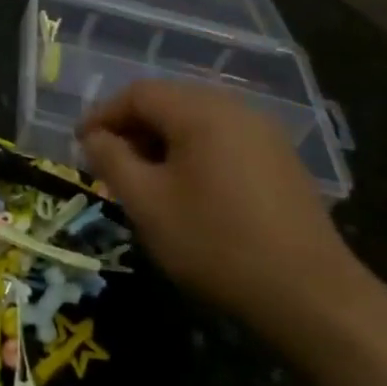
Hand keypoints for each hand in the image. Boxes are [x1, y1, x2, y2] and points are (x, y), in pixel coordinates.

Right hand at [77, 81, 367, 335]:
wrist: (307, 291)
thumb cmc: (213, 242)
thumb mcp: (147, 203)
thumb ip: (112, 161)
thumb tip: (94, 137)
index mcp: (202, 111)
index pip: (139, 93)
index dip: (103, 115)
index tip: (80, 145)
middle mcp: (236, 108)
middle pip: (170, 101)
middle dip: (132, 127)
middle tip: (108, 163)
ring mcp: (265, 133)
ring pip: (197, 121)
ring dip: (161, 141)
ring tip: (142, 179)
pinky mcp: (280, 159)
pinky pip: (223, 140)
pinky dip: (193, 153)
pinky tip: (186, 189)